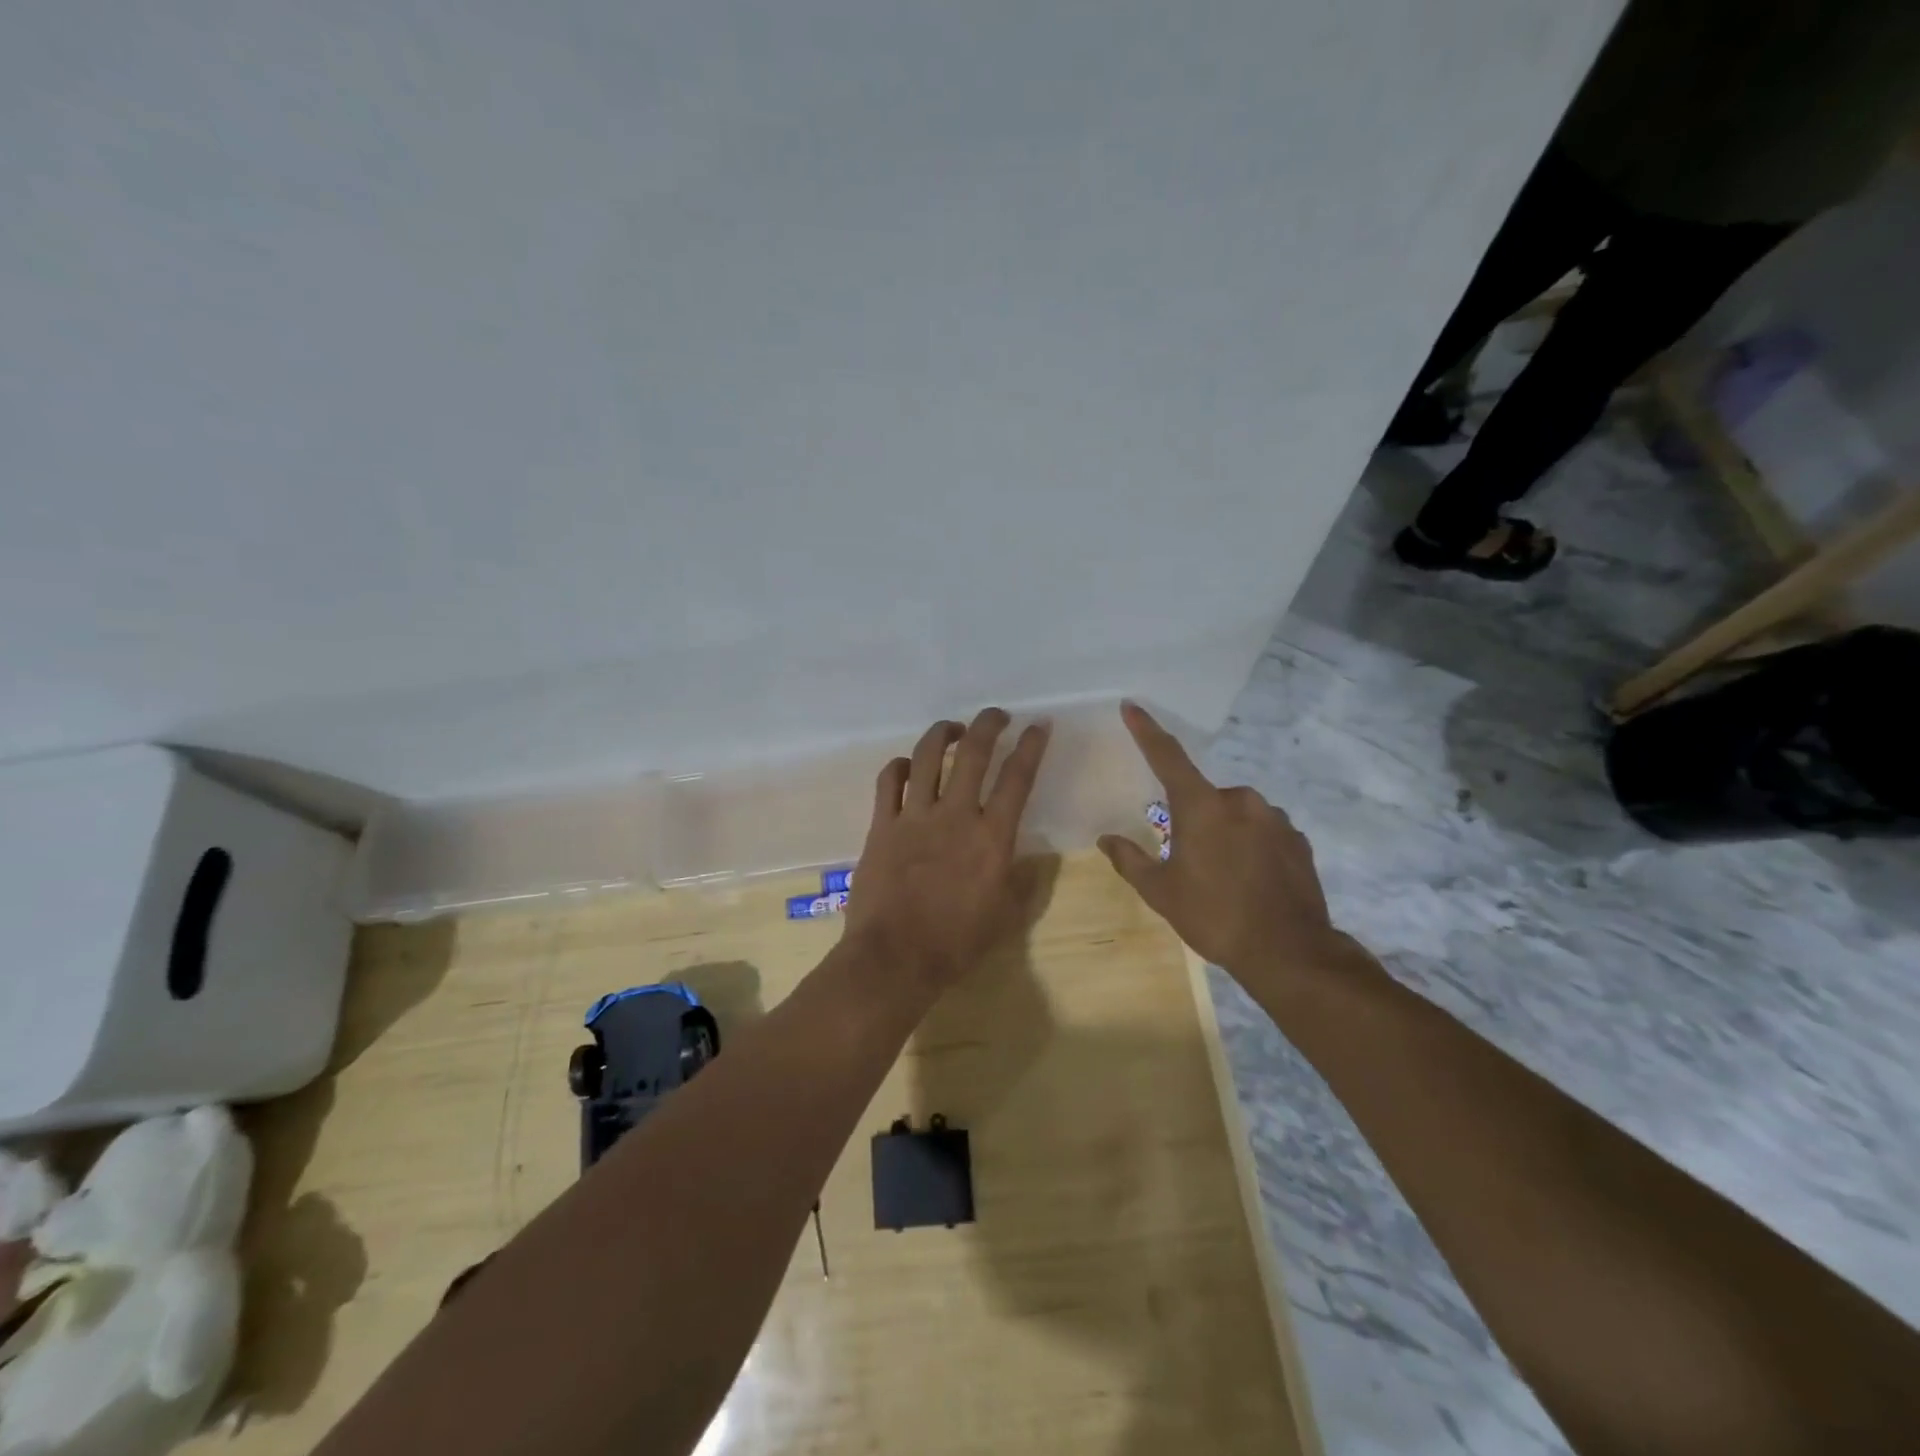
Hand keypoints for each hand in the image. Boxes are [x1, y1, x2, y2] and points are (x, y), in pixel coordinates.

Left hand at [847, 708, 1050, 990]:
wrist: (895, 958)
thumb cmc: (956, 943)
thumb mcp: (1006, 916)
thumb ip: (1023, 882)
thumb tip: (1033, 860)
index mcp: (991, 837)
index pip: (1017, 778)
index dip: (1031, 746)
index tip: (1038, 725)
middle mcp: (954, 816)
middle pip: (973, 753)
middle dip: (988, 724)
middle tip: (997, 715)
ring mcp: (914, 817)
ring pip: (928, 756)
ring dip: (943, 733)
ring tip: (953, 728)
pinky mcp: (881, 825)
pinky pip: (889, 781)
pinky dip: (900, 765)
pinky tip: (908, 765)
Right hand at [1099, 702, 1356, 995]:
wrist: (1289, 951)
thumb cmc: (1214, 916)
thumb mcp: (1161, 892)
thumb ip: (1130, 860)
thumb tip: (1106, 839)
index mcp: (1202, 806)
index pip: (1167, 756)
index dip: (1147, 731)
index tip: (1132, 706)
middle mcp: (1241, 801)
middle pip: (1205, 797)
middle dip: (1194, 819)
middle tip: (1189, 859)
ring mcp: (1275, 818)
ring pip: (1237, 814)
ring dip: (1225, 832)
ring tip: (1224, 877)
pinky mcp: (1298, 839)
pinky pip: (1264, 831)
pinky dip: (1252, 846)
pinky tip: (1251, 880)